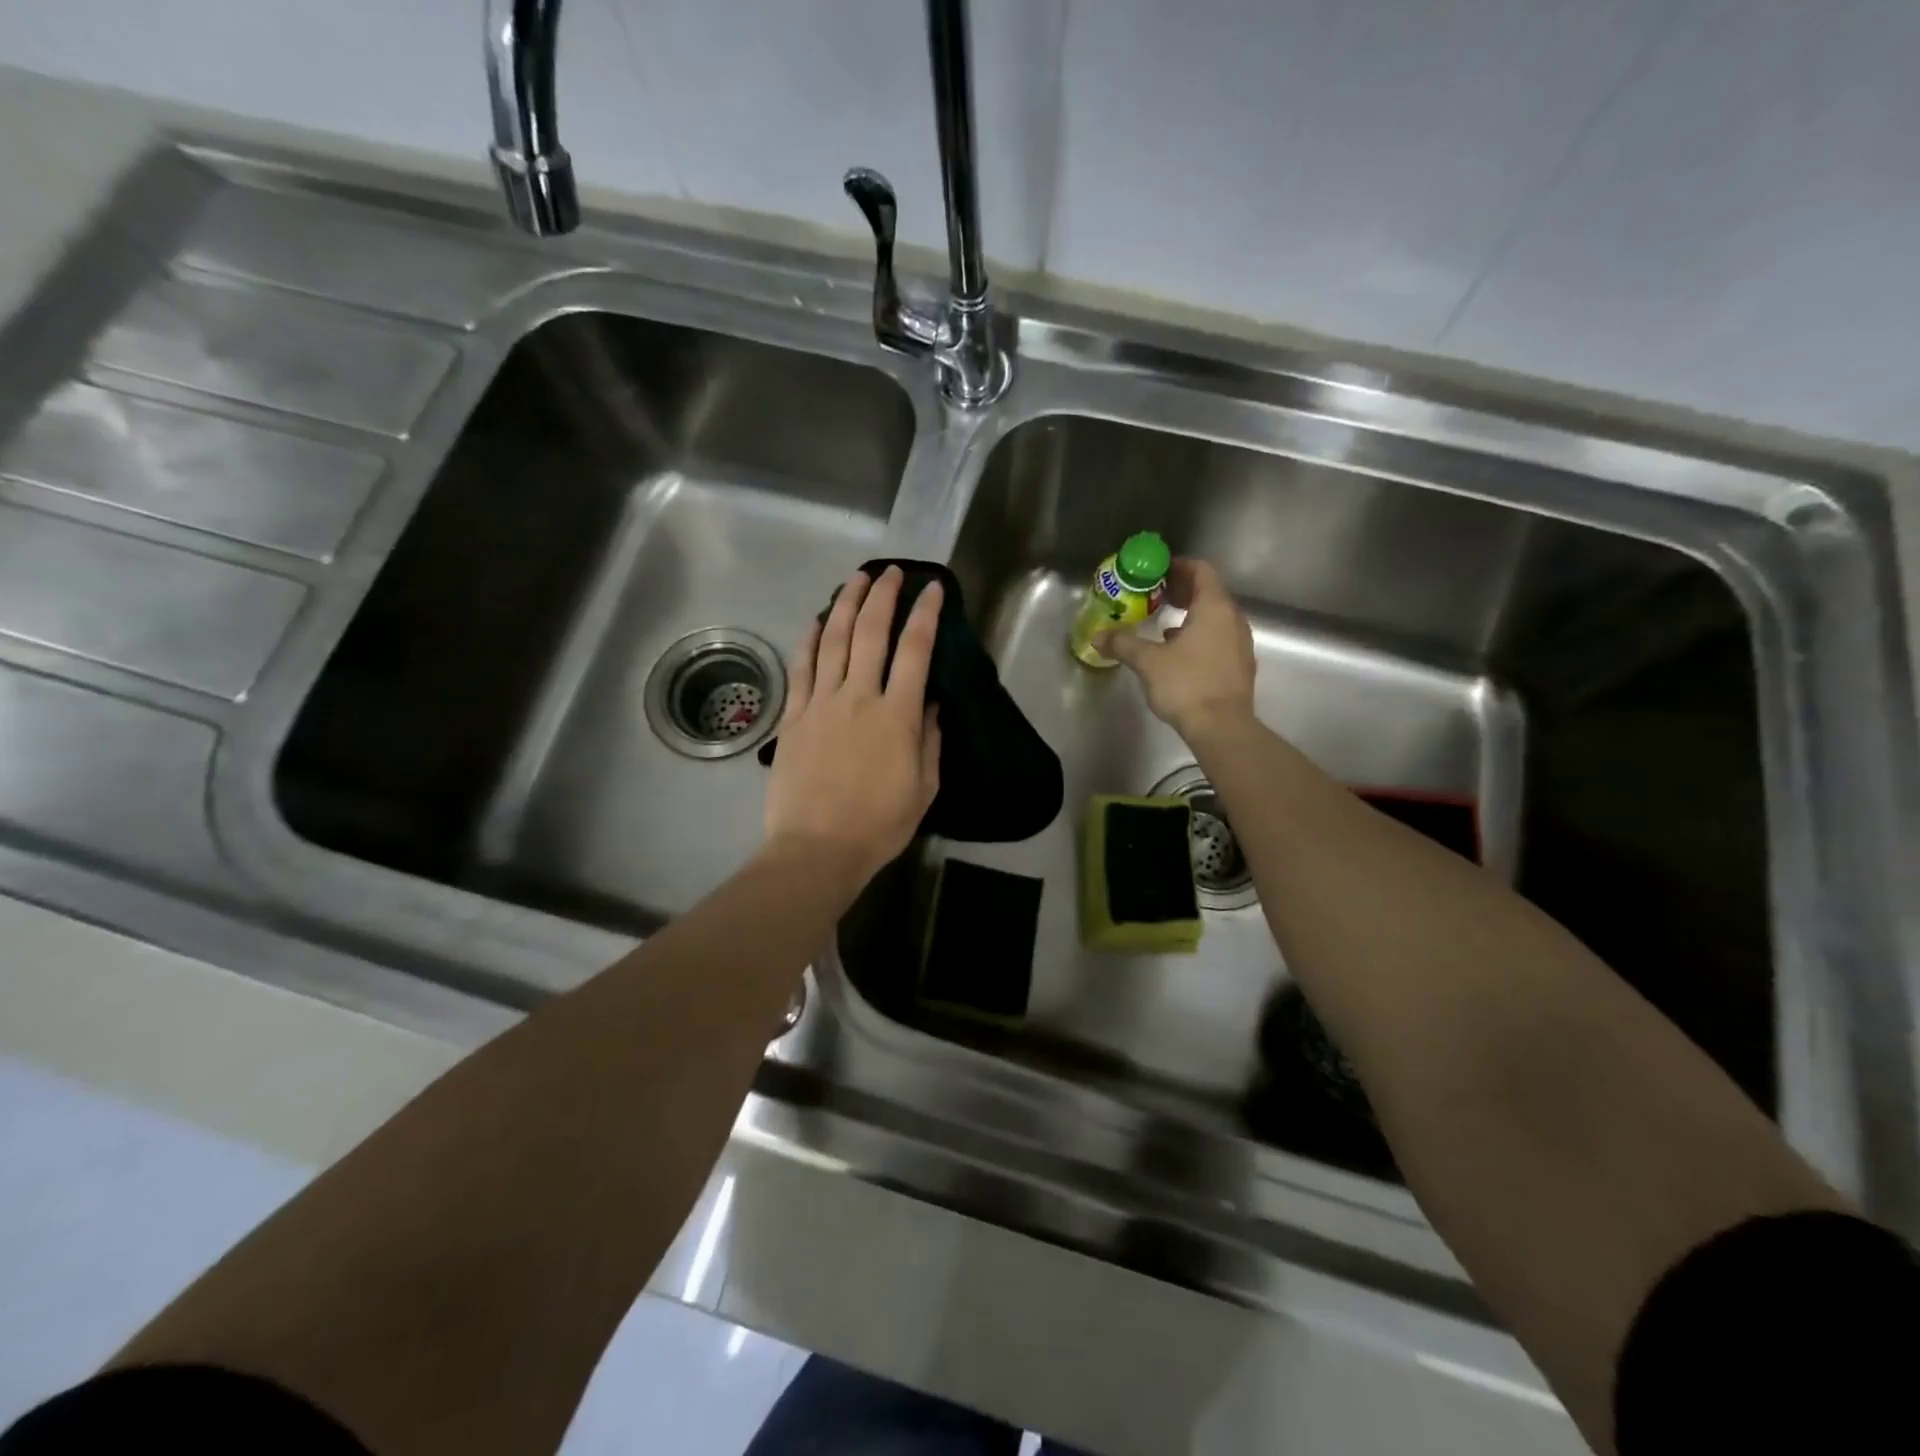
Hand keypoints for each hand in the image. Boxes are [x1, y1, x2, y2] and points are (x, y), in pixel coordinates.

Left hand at [764, 566, 942, 886]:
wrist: (817, 849)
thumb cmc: (879, 825)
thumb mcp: (924, 788)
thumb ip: (929, 739)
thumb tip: (930, 701)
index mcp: (897, 715)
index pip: (915, 650)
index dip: (925, 614)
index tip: (932, 589)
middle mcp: (859, 697)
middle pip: (870, 632)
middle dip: (883, 596)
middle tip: (892, 572)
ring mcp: (821, 703)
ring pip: (833, 640)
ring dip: (846, 605)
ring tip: (857, 580)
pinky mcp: (793, 716)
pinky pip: (802, 668)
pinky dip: (809, 639)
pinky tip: (817, 620)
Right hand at [1096, 557, 1254, 738]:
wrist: (1222, 727)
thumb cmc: (1186, 684)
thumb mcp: (1148, 661)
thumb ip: (1123, 643)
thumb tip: (1098, 636)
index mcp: (1214, 608)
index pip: (1202, 571)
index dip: (1179, 566)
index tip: (1158, 571)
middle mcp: (1233, 619)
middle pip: (1209, 593)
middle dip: (1182, 591)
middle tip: (1156, 595)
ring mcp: (1240, 643)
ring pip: (1215, 617)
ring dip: (1191, 615)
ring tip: (1163, 623)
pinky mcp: (1239, 665)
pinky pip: (1219, 637)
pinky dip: (1199, 635)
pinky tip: (1178, 651)